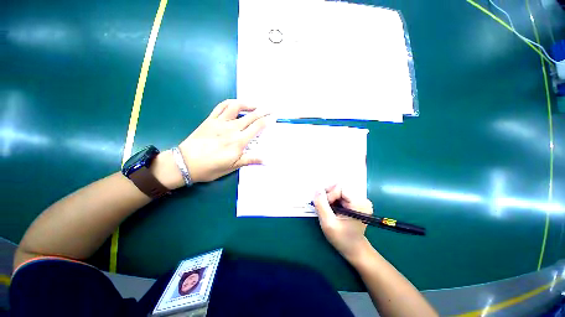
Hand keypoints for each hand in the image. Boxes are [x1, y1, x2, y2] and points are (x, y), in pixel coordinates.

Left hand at [179, 99, 270, 182]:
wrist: (185, 164)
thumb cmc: (211, 167)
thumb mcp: (232, 167)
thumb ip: (250, 160)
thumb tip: (267, 160)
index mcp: (238, 141)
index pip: (257, 127)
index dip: (268, 121)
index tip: (274, 117)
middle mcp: (231, 129)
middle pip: (251, 116)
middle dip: (263, 111)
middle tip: (271, 108)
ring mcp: (220, 122)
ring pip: (236, 107)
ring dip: (248, 104)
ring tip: (255, 105)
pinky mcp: (210, 119)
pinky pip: (221, 106)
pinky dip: (230, 102)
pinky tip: (236, 104)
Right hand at [313, 184, 372, 262]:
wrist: (354, 249)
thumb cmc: (342, 238)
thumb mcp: (328, 223)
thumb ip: (321, 205)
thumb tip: (316, 189)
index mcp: (359, 204)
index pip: (339, 187)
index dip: (329, 195)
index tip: (326, 207)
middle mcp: (362, 199)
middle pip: (339, 188)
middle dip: (329, 196)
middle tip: (325, 208)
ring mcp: (360, 200)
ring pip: (339, 190)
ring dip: (330, 198)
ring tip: (329, 210)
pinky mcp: (356, 202)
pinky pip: (341, 194)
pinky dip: (334, 200)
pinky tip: (333, 209)